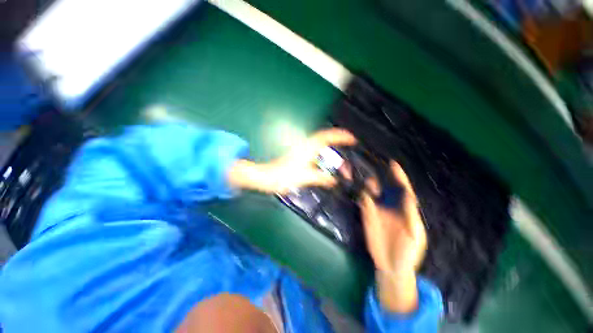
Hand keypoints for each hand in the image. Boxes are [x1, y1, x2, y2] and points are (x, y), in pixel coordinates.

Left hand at [228, 129, 355, 193]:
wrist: (267, 177)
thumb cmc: (284, 176)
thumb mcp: (305, 178)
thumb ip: (321, 178)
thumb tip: (333, 181)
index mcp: (308, 148)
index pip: (327, 137)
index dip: (340, 136)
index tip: (352, 139)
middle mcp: (306, 146)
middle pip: (325, 139)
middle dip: (339, 142)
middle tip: (349, 151)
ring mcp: (302, 150)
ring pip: (321, 145)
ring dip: (332, 149)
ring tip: (341, 159)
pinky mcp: (299, 155)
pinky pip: (316, 151)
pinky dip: (325, 154)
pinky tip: (327, 163)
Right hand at [360, 161, 426, 312]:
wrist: (392, 266)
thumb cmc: (409, 252)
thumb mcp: (414, 235)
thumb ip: (411, 216)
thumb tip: (410, 196)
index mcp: (404, 209)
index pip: (402, 189)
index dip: (398, 176)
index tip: (393, 164)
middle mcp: (389, 205)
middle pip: (384, 186)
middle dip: (379, 175)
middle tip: (371, 162)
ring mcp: (377, 209)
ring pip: (371, 191)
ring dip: (367, 183)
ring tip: (363, 175)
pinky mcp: (367, 215)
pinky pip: (363, 201)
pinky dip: (360, 194)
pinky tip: (357, 189)